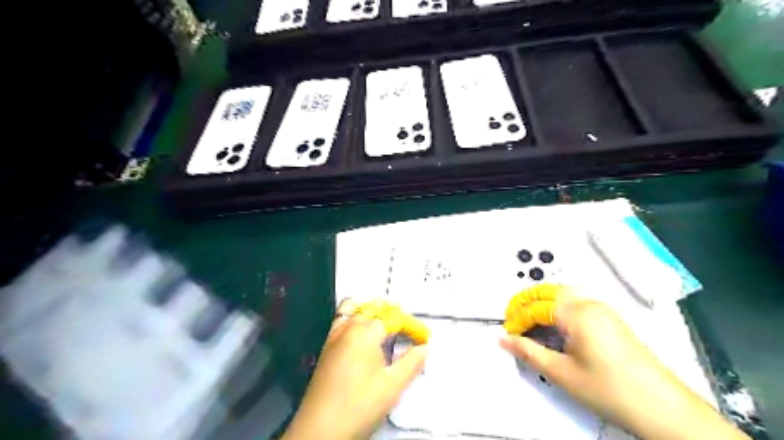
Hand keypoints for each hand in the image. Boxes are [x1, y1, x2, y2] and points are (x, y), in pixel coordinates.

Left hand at [283, 299, 427, 438]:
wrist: (320, 429)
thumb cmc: (360, 405)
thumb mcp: (392, 386)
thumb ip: (411, 363)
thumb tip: (425, 347)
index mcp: (366, 332)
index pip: (394, 318)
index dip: (411, 326)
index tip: (423, 338)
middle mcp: (349, 327)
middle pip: (374, 309)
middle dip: (393, 316)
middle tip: (406, 333)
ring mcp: (334, 335)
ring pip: (353, 308)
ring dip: (370, 311)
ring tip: (383, 326)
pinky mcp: (326, 346)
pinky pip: (340, 319)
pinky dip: (353, 317)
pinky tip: (361, 336)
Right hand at [499, 296, 749, 439]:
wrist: (664, 409)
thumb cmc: (609, 389)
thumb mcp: (562, 373)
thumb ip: (529, 352)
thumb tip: (503, 340)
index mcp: (577, 313)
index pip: (536, 307)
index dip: (517, 319)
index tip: (507, 334)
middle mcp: (590, 303)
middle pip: (549, 292)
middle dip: (526, 303)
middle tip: (512, 320)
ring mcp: (603, 309)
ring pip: (563, 294)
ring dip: (541, 303)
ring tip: (528, 321)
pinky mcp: (610, 319)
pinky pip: (576, 303)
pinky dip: (557, 308)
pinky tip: (554, 326)